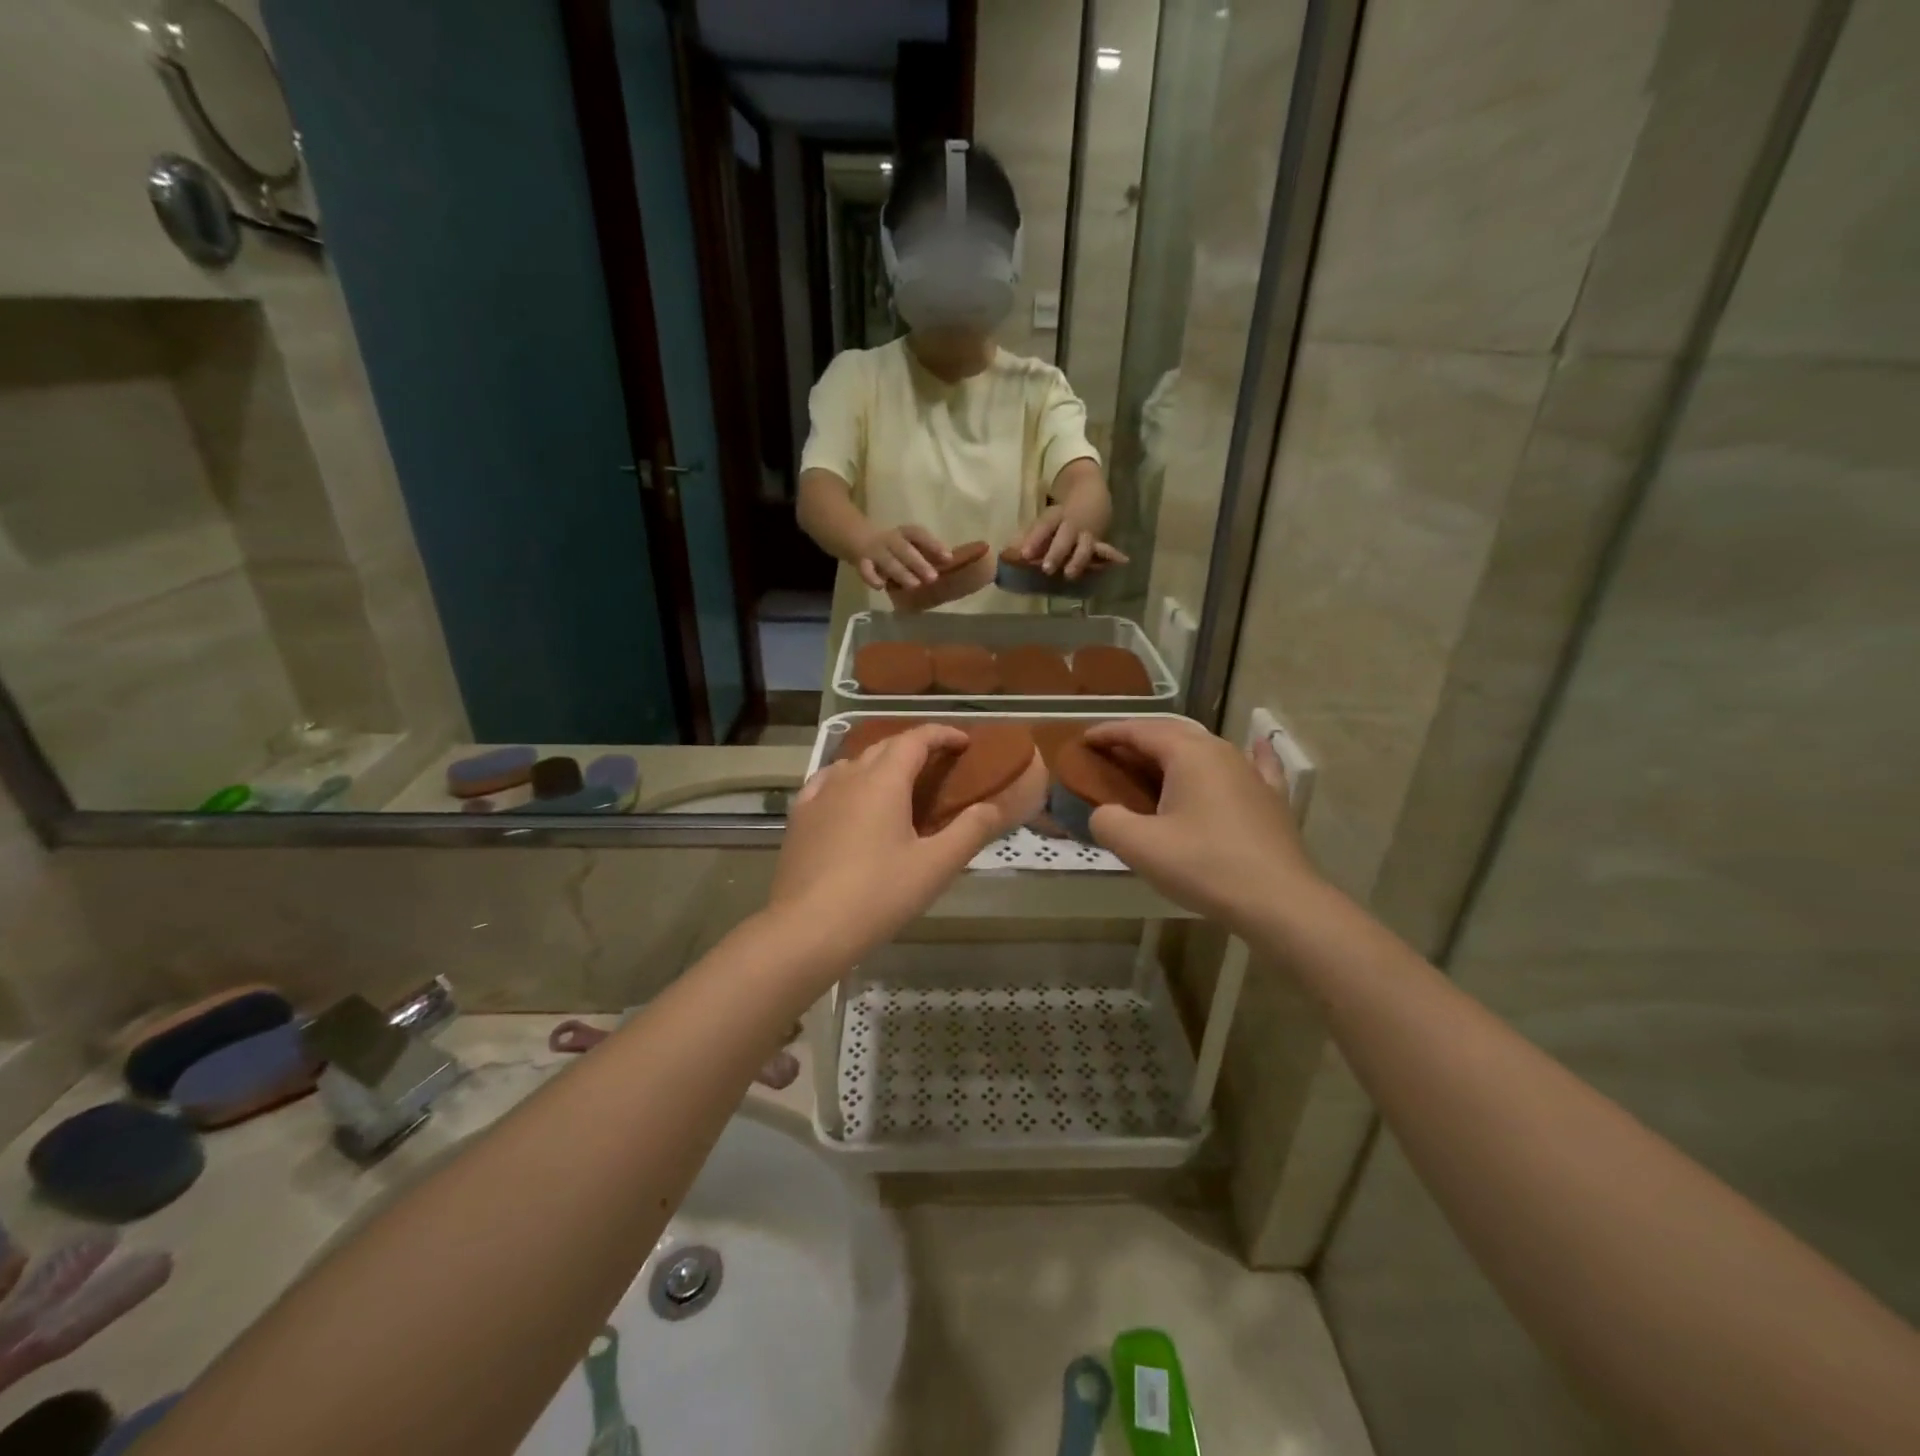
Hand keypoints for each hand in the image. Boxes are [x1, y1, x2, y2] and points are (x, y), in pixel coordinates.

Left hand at [770, 725, 1009, 964]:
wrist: (807, 928)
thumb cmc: (878, 895)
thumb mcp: (935, 866)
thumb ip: (970, 830)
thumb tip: (994, 806)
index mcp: (884, 781)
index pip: (915, 739)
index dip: (942, 734)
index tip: (964, 742)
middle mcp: (849, 777)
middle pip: (885, 747)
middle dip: (914, 747)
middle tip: (939, 764)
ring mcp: (819, 795)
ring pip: (854, 763)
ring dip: (881, 763)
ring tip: (899, 783)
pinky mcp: (799, 818)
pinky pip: (826, 783)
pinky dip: (848, 780)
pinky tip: (848, 797)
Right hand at [857, 525, 949, 591]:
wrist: (854, 535)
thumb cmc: (890, 545)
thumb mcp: (906, 544)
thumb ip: (924, 553)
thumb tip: (949, 564)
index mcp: (903, 533)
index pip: (919, 535)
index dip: (933, 544)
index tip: (949, 558)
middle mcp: (890, 539)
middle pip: (904, 549)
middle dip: (919, 563)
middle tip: (933, 577)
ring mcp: (874, 550)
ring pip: (888, 561)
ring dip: (901, 572)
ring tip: (914, 585)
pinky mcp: (860, 562)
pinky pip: (865, 570)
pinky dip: (871, 577)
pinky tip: (880, 586)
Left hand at [1015, 506, 1128, 580]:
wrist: (1090, 495)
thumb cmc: (1059, 517)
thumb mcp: (1043, 522)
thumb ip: (1025, 539)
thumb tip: (1005, 555)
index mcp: (1055, 516)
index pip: (1044, 526)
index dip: (1034, 539)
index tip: (1023, 554)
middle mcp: (1072, 524)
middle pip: (1064, 537)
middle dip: (1056, 553)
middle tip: (1046, 569)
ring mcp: (1087, 533)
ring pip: (1084, 546)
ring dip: (1078, 560)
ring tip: (1070, 575)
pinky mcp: (1099, 541)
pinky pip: (1104, 550)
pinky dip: (1112, 555)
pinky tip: (1122, 561)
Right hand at [1082, 718, 1316, 931]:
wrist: (1278, 901)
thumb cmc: (1204, 866)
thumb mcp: (1139, 846)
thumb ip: (1108, 821)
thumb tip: (1104, 813)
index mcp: (1188, 754)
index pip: (1140, 730)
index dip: (1109, 732)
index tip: (1084, 740)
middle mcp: (1222, 751)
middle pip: (1173, 732)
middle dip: (1138, 738)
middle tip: (1111, 753)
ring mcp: (1252, 773)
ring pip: (1207, 748)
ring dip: (1176, 749)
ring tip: (1154, 761)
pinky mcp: (1272, 798)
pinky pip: (1256, 764)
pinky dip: (1245, 753)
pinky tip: (1256, 745)